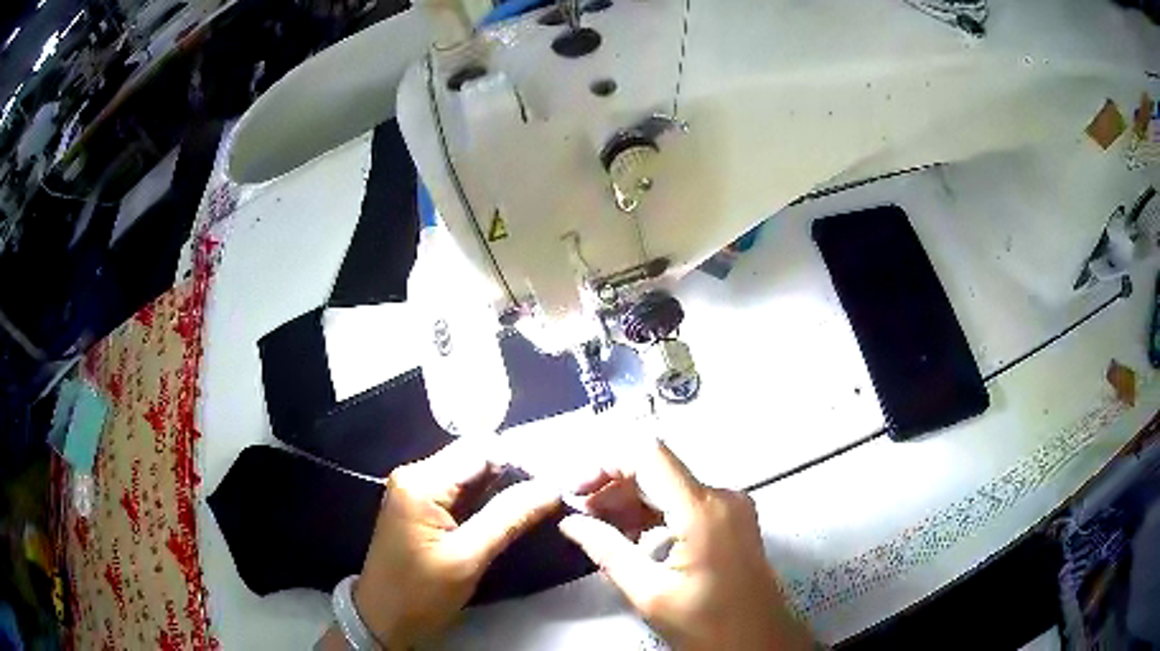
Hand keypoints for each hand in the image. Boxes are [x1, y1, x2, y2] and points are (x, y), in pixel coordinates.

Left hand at [353, 437, 560, 648]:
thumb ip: (509, 517)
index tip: (553, 482)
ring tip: (535, 505)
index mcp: (421, 481)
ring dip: (502, 488)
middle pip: (475, 457)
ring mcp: (416, 489)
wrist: (383, 619)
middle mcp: (416, 474)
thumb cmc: (420, 593)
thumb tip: (552, 486)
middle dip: (513, 474)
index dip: (520, 461)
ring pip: (471, 474)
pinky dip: (486, 500)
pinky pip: (460, 490)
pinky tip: (507, 514)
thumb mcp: (468, 558)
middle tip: (548, 497)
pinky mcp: (420, 505)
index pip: (481, 449)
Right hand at [559, 439, 813, 650]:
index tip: (576, 491)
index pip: (648, 455)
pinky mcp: (732, 520)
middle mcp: (721, 496)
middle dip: (614, 487)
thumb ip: (606, 550)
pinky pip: (685, 503)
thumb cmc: (706, 623)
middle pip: (658, 469)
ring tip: (599, 528)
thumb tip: (569, 522)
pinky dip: (654, 514)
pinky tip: (631, 538)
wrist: (759, 643)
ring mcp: (731, 507)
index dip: (605, 464)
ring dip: (632, 502)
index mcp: (702, 510)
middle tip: (581, 514)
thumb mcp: (649, 592)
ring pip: (670, 486)